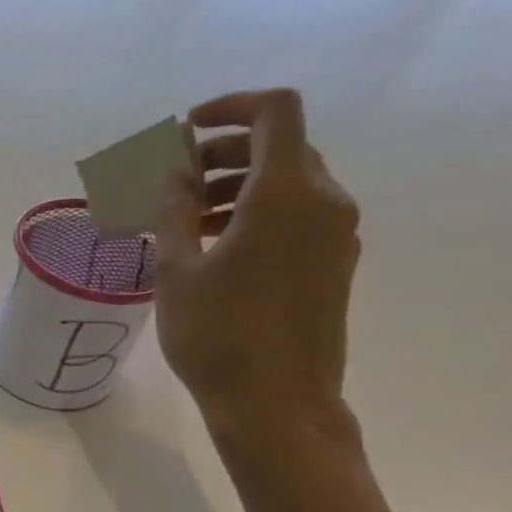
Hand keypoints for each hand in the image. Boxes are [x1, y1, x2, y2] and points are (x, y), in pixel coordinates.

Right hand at [155, 89, 361, 452]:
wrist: (277, 404)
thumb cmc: (216, 336)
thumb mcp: (176, 271)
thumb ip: (175, 211)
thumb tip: (176, 172)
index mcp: (286, 194)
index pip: (275, 113)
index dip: (230, 107)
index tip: (186, 130)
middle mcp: (325, 202)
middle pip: (282, 147)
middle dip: (224, 153)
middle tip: (175, 182)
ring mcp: (337, 233)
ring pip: (290, 182)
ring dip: (237, 186)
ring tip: (186, 221)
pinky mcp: (335, 262)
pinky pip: (299, 214)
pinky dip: (257, 213)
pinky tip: (217, 248)